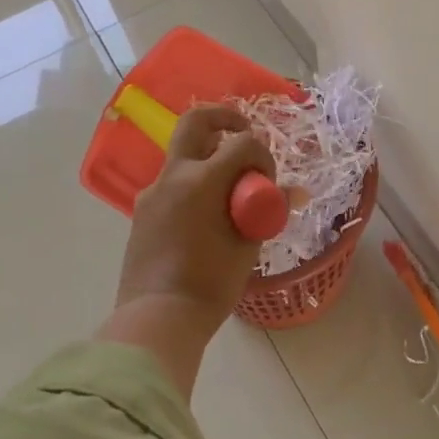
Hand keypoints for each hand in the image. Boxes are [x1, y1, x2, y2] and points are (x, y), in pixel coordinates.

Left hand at [116, 104, 277, 332]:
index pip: (242, 142)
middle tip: (243, 131)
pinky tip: (206, 217)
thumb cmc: (209, 284)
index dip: (262, 155)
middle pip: (196, 121)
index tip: (266, 181)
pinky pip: (173, 182)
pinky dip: (194, 184)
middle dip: (224, 118)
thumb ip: (269, 210)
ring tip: (229, 190)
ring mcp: (152, 191)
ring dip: (208, 156)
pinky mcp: (142, 210)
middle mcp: (173, 176)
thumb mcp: (248, 245)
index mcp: (201, 181)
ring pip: (183, 153)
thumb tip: (296, 192)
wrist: (157, 320)